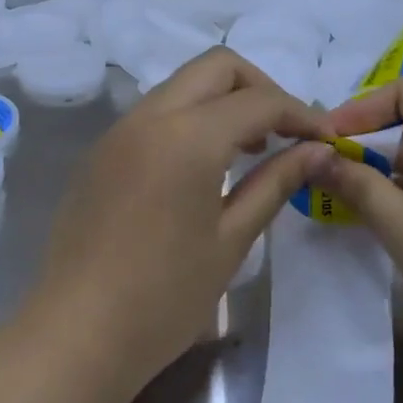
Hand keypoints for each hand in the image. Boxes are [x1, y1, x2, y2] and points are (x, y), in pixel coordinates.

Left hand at [26, 49, 330, 388]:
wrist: (76, 335)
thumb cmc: (164, 297)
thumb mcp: (231, 240)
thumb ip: (276, 182)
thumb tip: (318, 151)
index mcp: (188, 136)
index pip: (259, 100)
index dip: (301, 113)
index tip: (325, 139)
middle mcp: (150, 116)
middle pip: (216, 67)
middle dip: (260, 88)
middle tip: (285, 133)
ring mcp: (119, 129)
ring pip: (183, 84)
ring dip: (223, 100)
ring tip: (251, 148)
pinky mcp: (102, 150)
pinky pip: (156, 111)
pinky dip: (191, 118)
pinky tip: (204, 165)